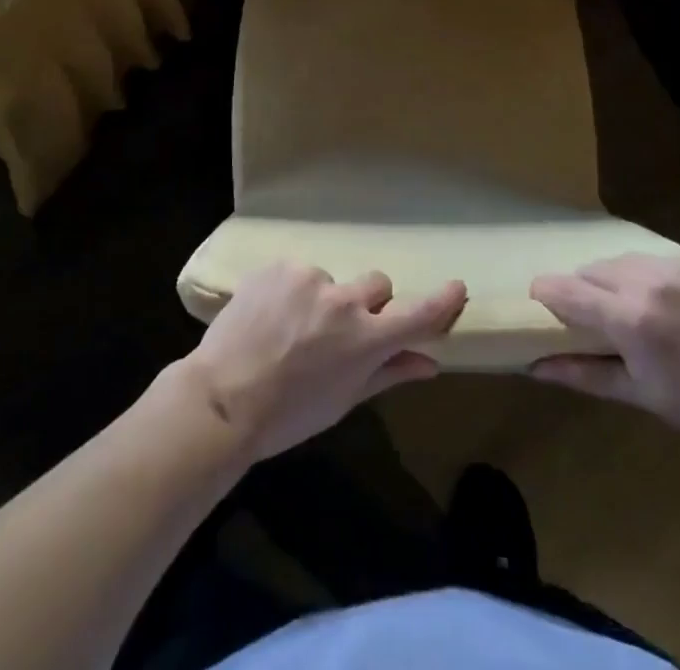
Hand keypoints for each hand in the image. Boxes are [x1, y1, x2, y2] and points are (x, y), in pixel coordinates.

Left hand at [174, 263, 466, 463]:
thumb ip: (389, 373)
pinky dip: (293, 291)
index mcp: (365, 339)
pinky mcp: (280, 266)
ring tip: (291, 329)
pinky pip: (300, 274)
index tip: (457, 287)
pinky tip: (271, 316)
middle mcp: (344, 301)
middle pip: (377, 285)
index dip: (441, 301)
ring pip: (333, 281)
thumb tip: (430, 363)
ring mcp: (310, 278)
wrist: (222, 397)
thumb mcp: (343, 401)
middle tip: (340, 331)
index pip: (417, 314)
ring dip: (323, 299)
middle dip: (368, 304)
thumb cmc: (288, 414)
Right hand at [529, 253, 679, 449]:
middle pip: (593, 269)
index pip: (567, 290)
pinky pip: (662, 259)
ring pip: (626, 259)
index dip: (547, 293)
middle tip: (601, 317)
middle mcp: (649, 280)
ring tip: (639, 306)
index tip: (542, 301)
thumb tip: (534, 367)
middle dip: (587, 289)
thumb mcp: (643, 395)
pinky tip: (677, 302)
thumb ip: (585, 374)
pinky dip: (657, 276)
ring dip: (620, 278)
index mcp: (630, 317)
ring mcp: (679, 265)